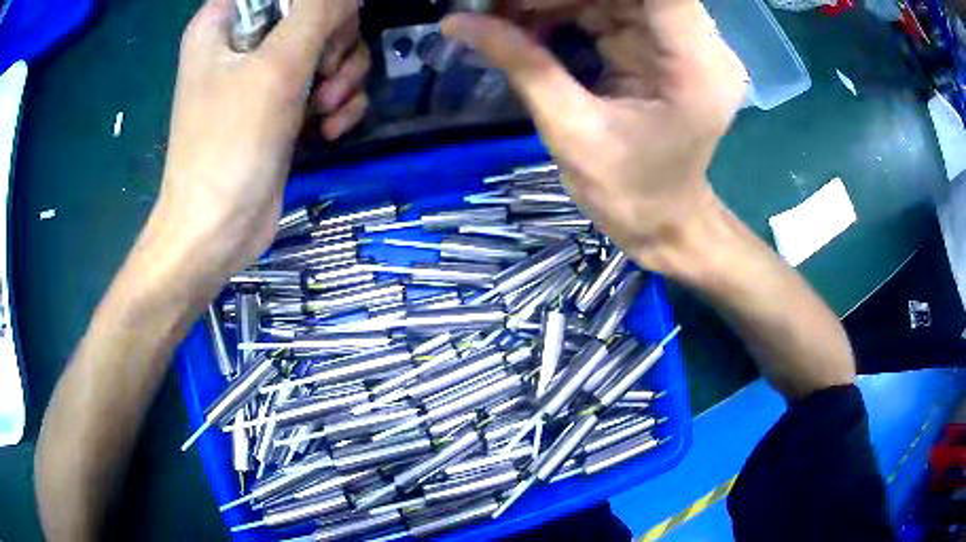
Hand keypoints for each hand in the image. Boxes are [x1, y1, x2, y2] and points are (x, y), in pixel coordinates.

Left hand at [151, 0, 364, 284]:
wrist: (216, 232)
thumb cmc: (229, 146)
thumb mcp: (276, 67)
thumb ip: (318, 12)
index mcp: (225, 22)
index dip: (317, 4)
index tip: (326, 28)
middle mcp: (244, 42)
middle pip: (316, 11)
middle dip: (335, 40)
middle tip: (325, 72)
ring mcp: (265, 75)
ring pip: (330, 47)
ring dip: (343, 76)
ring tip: (326, 110)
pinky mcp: (283, 106)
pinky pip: (328, 83)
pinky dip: (338, 103)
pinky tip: (329, 129)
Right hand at [442, 0, 747, 271]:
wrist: (665, 221)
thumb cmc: (630, 193)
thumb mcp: (571, 130)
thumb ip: (521, 64)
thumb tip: (457, 22)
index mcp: (695, 65)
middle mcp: (700, 45)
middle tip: (497, 7)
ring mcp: (684, 44)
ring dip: (556, 0)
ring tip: (501, 15)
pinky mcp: (665, 48)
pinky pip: (612, 10)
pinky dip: (568, 11)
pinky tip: (527, 24)